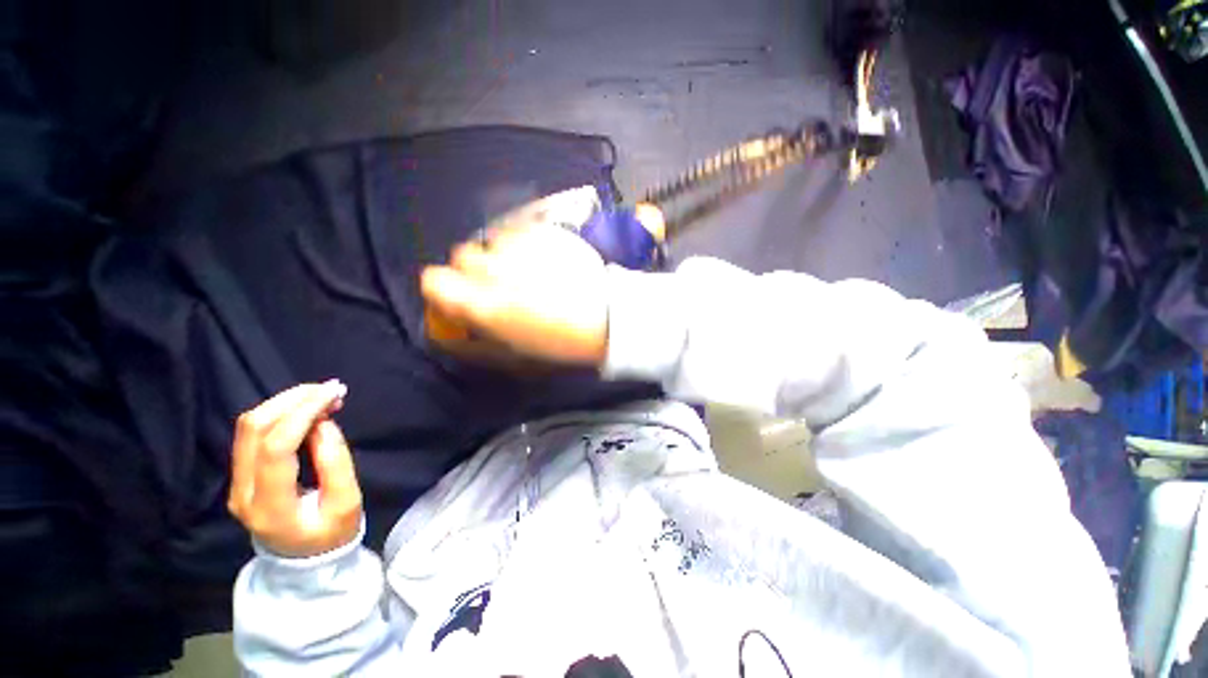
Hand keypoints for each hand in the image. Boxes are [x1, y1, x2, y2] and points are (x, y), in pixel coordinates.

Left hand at [227, 381, 362, 557]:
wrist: (302, 561)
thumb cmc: (330, 534)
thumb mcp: (346, 503)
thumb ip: (336, 462)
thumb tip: (324, 423)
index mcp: (270, 506)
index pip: (276, 448)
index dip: (303, 414)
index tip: (334, 393)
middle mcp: (242, 492)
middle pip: (254, 430)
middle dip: (293, 400)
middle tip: (331, 390)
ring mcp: (236, 483)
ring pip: (249, 427)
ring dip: (286, 402)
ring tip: (322, 396)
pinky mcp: (241, 474)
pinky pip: (253, 433)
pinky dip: (281, 413)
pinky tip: (306, 409)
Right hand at [421, 224, 611, 365]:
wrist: (606, 318)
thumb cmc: (559, 343)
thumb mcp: (511, 355)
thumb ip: (473, 342)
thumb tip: (448, 333)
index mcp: (482, 304)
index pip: (433, 280)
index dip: (444, 289)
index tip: (461, 297)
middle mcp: (494, 267)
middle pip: (462, 255)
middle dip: (476, 271)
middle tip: (502, 286)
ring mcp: (520, 245)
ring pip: (493, 241)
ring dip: (502, 256)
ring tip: (529, 273)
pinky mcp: (543, 231)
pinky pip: (519, 232)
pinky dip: (524, 245)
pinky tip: (544, 261)